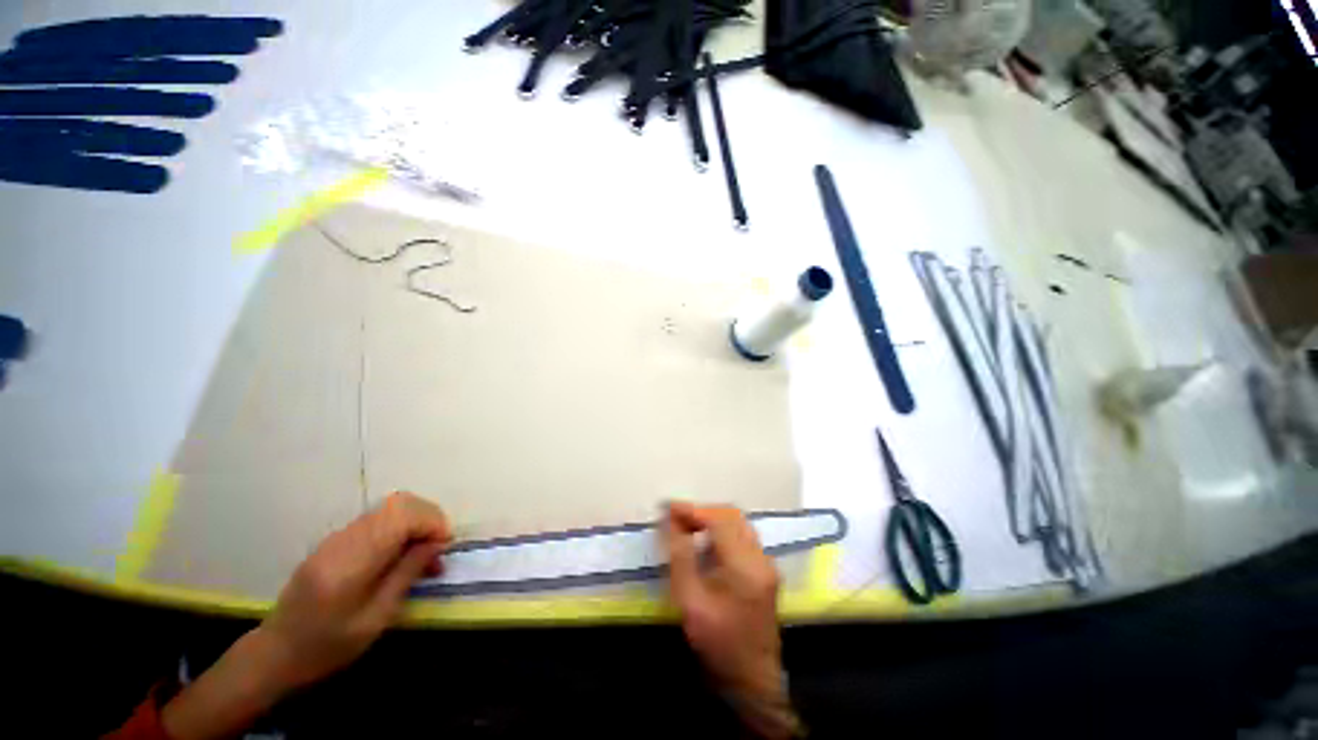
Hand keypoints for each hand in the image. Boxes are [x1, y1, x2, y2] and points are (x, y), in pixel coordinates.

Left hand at [161, 492, 450, 739]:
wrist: (276, 652)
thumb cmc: (328, 645)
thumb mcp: (375, 618)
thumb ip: (406, 573)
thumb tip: (437, 543)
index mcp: (352, 560)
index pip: (403, 516)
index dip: (433, 523)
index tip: (445, 547)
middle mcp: (345, 538)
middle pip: (401, 503)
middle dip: (429, 518)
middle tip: (438, 548)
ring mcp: (338, 536)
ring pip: (392, 506)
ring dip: (417, 521)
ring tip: (424, 553)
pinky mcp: (337, 539)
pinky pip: (379, 518)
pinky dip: (401, 527)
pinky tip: (403, 553)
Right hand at [664, 503, 799, 738]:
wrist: (753, 680)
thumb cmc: (719, 644)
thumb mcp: (690, 602)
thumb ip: (680, 557)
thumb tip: (670, 522)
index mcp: (745, 566)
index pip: (719, 519)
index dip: (692, 510)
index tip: (668, 508)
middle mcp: (760, 557)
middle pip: (731, 515)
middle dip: (702, 511)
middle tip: (676, 518)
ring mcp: (766, 562)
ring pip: (738, 523)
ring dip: (712, 519)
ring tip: (687, 528)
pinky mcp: (765, 569)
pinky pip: (742, 535)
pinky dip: (721, 530)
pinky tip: (705, 544)